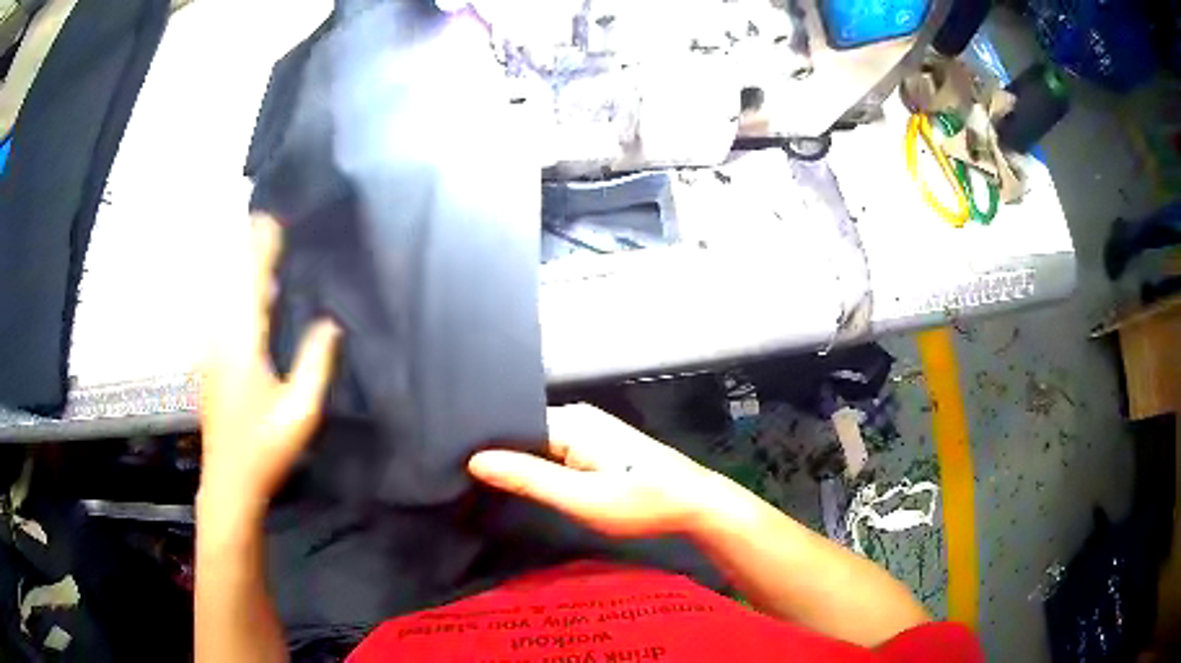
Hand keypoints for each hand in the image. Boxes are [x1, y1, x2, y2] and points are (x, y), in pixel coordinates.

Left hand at [198, 215, 340, 519]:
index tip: (272, 220)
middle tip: (258, 216)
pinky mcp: (207, 362)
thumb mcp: (301, 412)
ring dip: (233, 264)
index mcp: (244, 346)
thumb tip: (330, 323)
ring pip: (219, 294)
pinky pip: (216, 311)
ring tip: (248, 240)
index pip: (253, 285)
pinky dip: (226, 289)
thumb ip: (315, 364)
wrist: (229, 479)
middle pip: (230, 281)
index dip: (262, 251)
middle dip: (244, 246)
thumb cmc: (267, 448)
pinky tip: (236, 290)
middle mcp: (221, 340)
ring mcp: (210, 351)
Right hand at [468, 404, 731, 536]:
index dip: (486, 448)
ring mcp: (590, 429)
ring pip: (539, 443)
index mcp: (570, 421)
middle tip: (466, 479)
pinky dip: (540, 466)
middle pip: (523, 432)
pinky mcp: (598, 445)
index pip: (511, 425)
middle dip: (500, 455)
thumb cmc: (640, 502)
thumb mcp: (580, 497)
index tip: (457, 467)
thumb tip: (476, 459)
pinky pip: (555, 450)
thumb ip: (529, 478)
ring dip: (520, 462)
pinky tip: (527, 482)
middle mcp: (577, 417)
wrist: (693, 503)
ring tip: (486, 482)